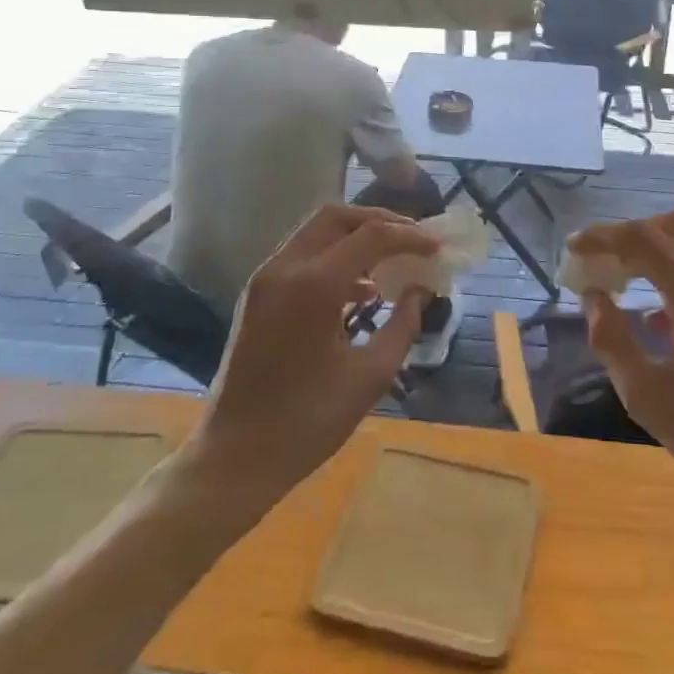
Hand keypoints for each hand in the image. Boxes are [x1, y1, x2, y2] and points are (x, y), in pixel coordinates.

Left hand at [192, 205, 436, 500]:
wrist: (236, 456)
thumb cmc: (307, 422)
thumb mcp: (370, 377)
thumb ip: (402, 325)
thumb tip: (420, 292)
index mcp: (314, 286)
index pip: (371, 236)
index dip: (410, 237)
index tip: (437, 248)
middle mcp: (285, 268)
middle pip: (338, 217)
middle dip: (380, 221)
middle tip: (413, 239)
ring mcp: (265, 279)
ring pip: (317, 231)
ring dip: (356, 236)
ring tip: (393, 259)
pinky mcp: (257, 294)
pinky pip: (302, 255)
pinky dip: (334, 256)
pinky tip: (362, 288)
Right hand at [569, 211, 673, 520]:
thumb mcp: (650, 398)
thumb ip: (612, 340)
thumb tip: (594, 299)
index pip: (641, 238)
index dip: (601, 237)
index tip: (573, 249)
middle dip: (633, 234)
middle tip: (605, 263)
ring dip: (663, 247)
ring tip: (632, 282)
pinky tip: (670, 312)